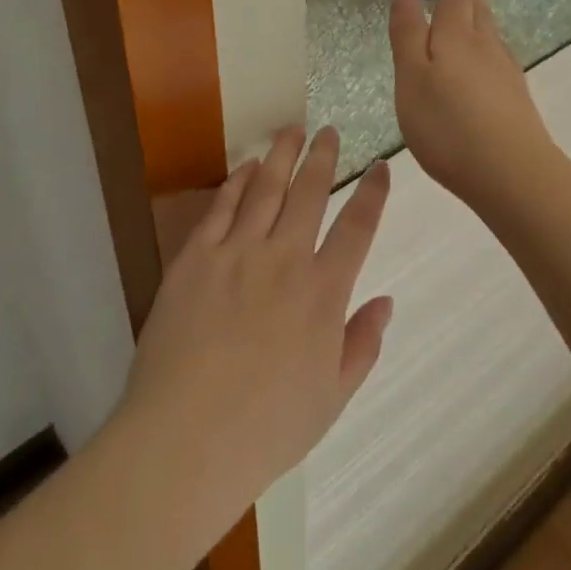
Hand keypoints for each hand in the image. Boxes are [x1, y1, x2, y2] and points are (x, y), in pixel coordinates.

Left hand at [115, 127, 391, 539]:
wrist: (184, 440)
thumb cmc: (266, 428)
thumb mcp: (332, 398)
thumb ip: (362, 344)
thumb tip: (385, 301)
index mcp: (323, 293)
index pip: (357, 228)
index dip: (373, 194)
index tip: (380, 166)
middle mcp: (285, 259)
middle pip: (310, 193)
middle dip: (323, 157)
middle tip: (329, 132)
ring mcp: (237, 253)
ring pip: (267, 188)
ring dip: (283, 155)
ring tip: (292, 129)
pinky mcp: (196, 258)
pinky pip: (222, 207)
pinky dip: (238, 181)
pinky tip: (247, 166)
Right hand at [389, 0, 557, 210]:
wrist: (512, 174)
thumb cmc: (449, 125)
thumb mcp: (412, 79)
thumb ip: (408, 36)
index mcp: (457, 37)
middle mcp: (485, 47)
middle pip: (480, 9)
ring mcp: (505, 74)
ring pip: (491, 34)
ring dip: (483, 14)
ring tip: (477, 5)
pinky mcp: (515, 100)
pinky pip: (497, 59)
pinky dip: (488, 47)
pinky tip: (486, 60)